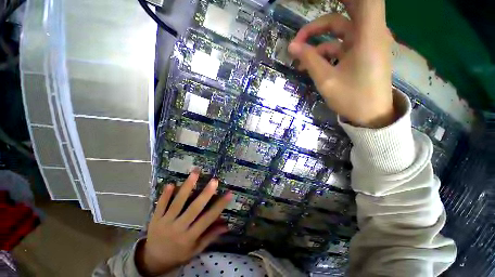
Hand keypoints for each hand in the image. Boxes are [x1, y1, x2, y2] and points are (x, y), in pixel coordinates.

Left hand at [136, 169, 232, 275]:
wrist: (153, 260)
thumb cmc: (178, 254)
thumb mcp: (196, 250)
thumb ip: (210, 236)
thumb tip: (227, 225)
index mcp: (190, 237)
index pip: (208, 219)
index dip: (219, 206)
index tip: (229, 194)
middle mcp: (179, 228)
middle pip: (193, 209)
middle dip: (205, 194)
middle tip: (214, 180)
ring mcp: (165, 222)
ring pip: (177, 203)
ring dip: (187, 187)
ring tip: (195, 173)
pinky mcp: (155, 219)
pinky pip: (160, 205)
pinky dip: (165, 195)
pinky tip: (171, 183)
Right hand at [289, 0, 395, 127]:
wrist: (370, 116)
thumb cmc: (351, 98)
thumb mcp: (326, 80)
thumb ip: (310, 60)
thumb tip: (291, 46)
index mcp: (368, 36)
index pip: (366, 0)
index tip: (321, 1)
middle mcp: (370, 33)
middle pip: (346, 12)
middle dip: (322, 19)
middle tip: (303, 29)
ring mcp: (365, 44)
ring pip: (339, 29)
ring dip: (318, 39)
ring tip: (298, 55)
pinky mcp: (361, 53)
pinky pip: (340, 45)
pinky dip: (324, 51)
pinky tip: (310, 64)